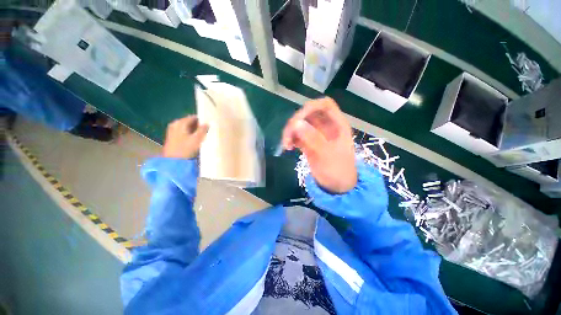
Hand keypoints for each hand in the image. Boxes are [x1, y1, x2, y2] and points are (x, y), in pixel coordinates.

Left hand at [162, 115, 208, 158]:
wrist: (173, 161)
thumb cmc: (185, 149)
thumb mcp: (197, 139)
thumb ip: (203, 130)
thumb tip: (207, 123)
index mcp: (180, 123)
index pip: (193, 117)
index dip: (202, 120)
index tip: (210, 124)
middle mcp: (175, 124)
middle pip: (190, 122)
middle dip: (198, 126)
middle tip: (207, 130)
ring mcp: (172, 131)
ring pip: (187, 128)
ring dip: (195, 131)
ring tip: (203, 136)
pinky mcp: (172, 137)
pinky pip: (184, 132)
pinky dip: (190, 134)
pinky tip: (195, 140)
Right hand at [282, 97, 356, 193]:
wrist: (337, 186)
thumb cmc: (338, 170)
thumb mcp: (327, 155)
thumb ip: (313, 138)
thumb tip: (296, 123)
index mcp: (337, 125)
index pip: (324, 105)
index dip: (310, 108)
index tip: (297, 120)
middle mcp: (326, 126)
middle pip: (308, 114)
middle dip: (295, 122)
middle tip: (287, 136)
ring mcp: (316, 135)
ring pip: (300, 125)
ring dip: (290, 132)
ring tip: (286, 145)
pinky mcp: (309, 143)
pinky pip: (297, 135)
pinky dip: (291, 139)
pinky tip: (289, 147)